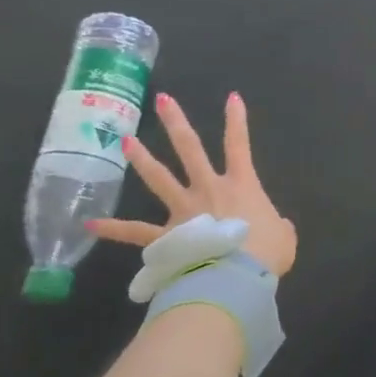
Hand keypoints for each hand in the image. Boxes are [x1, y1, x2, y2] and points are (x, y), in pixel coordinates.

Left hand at [89, 92, 297, 276]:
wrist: (235, 279)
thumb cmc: (265, 254)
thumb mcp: (284, 237)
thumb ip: (278, 226)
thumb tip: (275, 228)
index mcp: (241, 185)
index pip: (239, 145)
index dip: (237, 120)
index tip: (232, 97)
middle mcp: (209, 189)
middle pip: (190, 149)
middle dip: (176, 123)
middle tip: (163, 100)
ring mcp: (183, 210)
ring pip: (159, 178)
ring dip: (142, 159)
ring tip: (125, 141)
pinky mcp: (166, 236)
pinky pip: (136, 231)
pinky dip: (114, 228)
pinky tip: (91, 223)